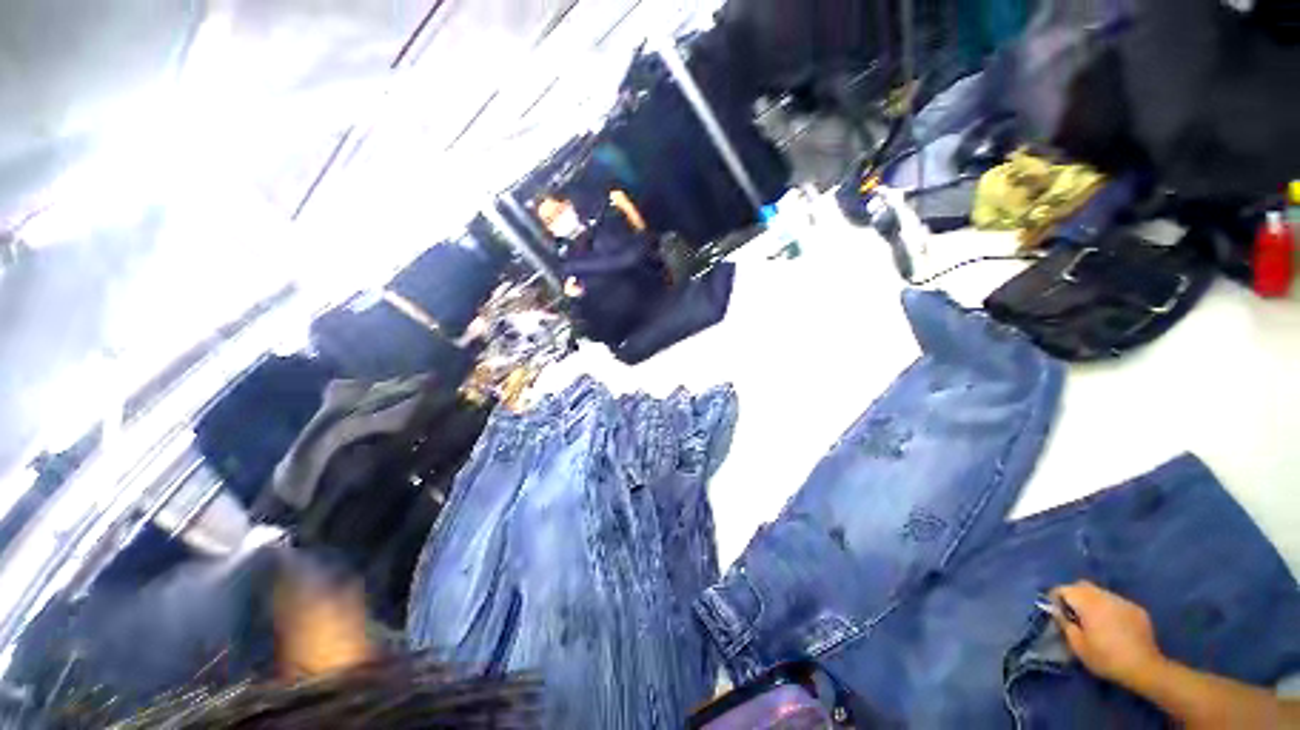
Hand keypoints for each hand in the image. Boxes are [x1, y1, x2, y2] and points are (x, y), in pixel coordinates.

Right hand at [1050, 581, 1165, 688]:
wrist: (1144, 667)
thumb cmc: (1106, 658)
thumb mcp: (1078, 646)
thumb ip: (1065, 625)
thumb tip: (1057, 612)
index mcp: (1088, 603)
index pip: (1064, 589)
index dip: (1055, 597)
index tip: (1055, 610)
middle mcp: (1105, 596)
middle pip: (1083, 585)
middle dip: (1074, 595)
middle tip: (1072, 613)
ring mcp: (1123, 601)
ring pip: (1101, 592)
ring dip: (1092, 601)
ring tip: (1093, 620)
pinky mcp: (1136, 609)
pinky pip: (1117, 602)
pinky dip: (1109, 609)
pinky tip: (1113, 626)